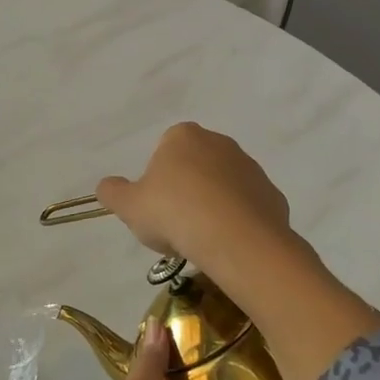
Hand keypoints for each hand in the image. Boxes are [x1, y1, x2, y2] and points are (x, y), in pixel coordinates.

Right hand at [95, 122, 293, 276]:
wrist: (238, 240)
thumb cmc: (175, 213)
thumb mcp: (129, 206)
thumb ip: (112, 192)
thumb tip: (106, 186)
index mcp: (183, 136)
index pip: (164, 149)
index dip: (156, 179)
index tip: (155, 206)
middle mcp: (220, 143)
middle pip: (194, 166)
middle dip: (185, 190)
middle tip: (174, 224)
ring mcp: (250, 168)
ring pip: (222, 187)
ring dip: (211, 206)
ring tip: (200, 239)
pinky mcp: (272, 195)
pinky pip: (246, 207)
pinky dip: (236, 222)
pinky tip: (226, 244)